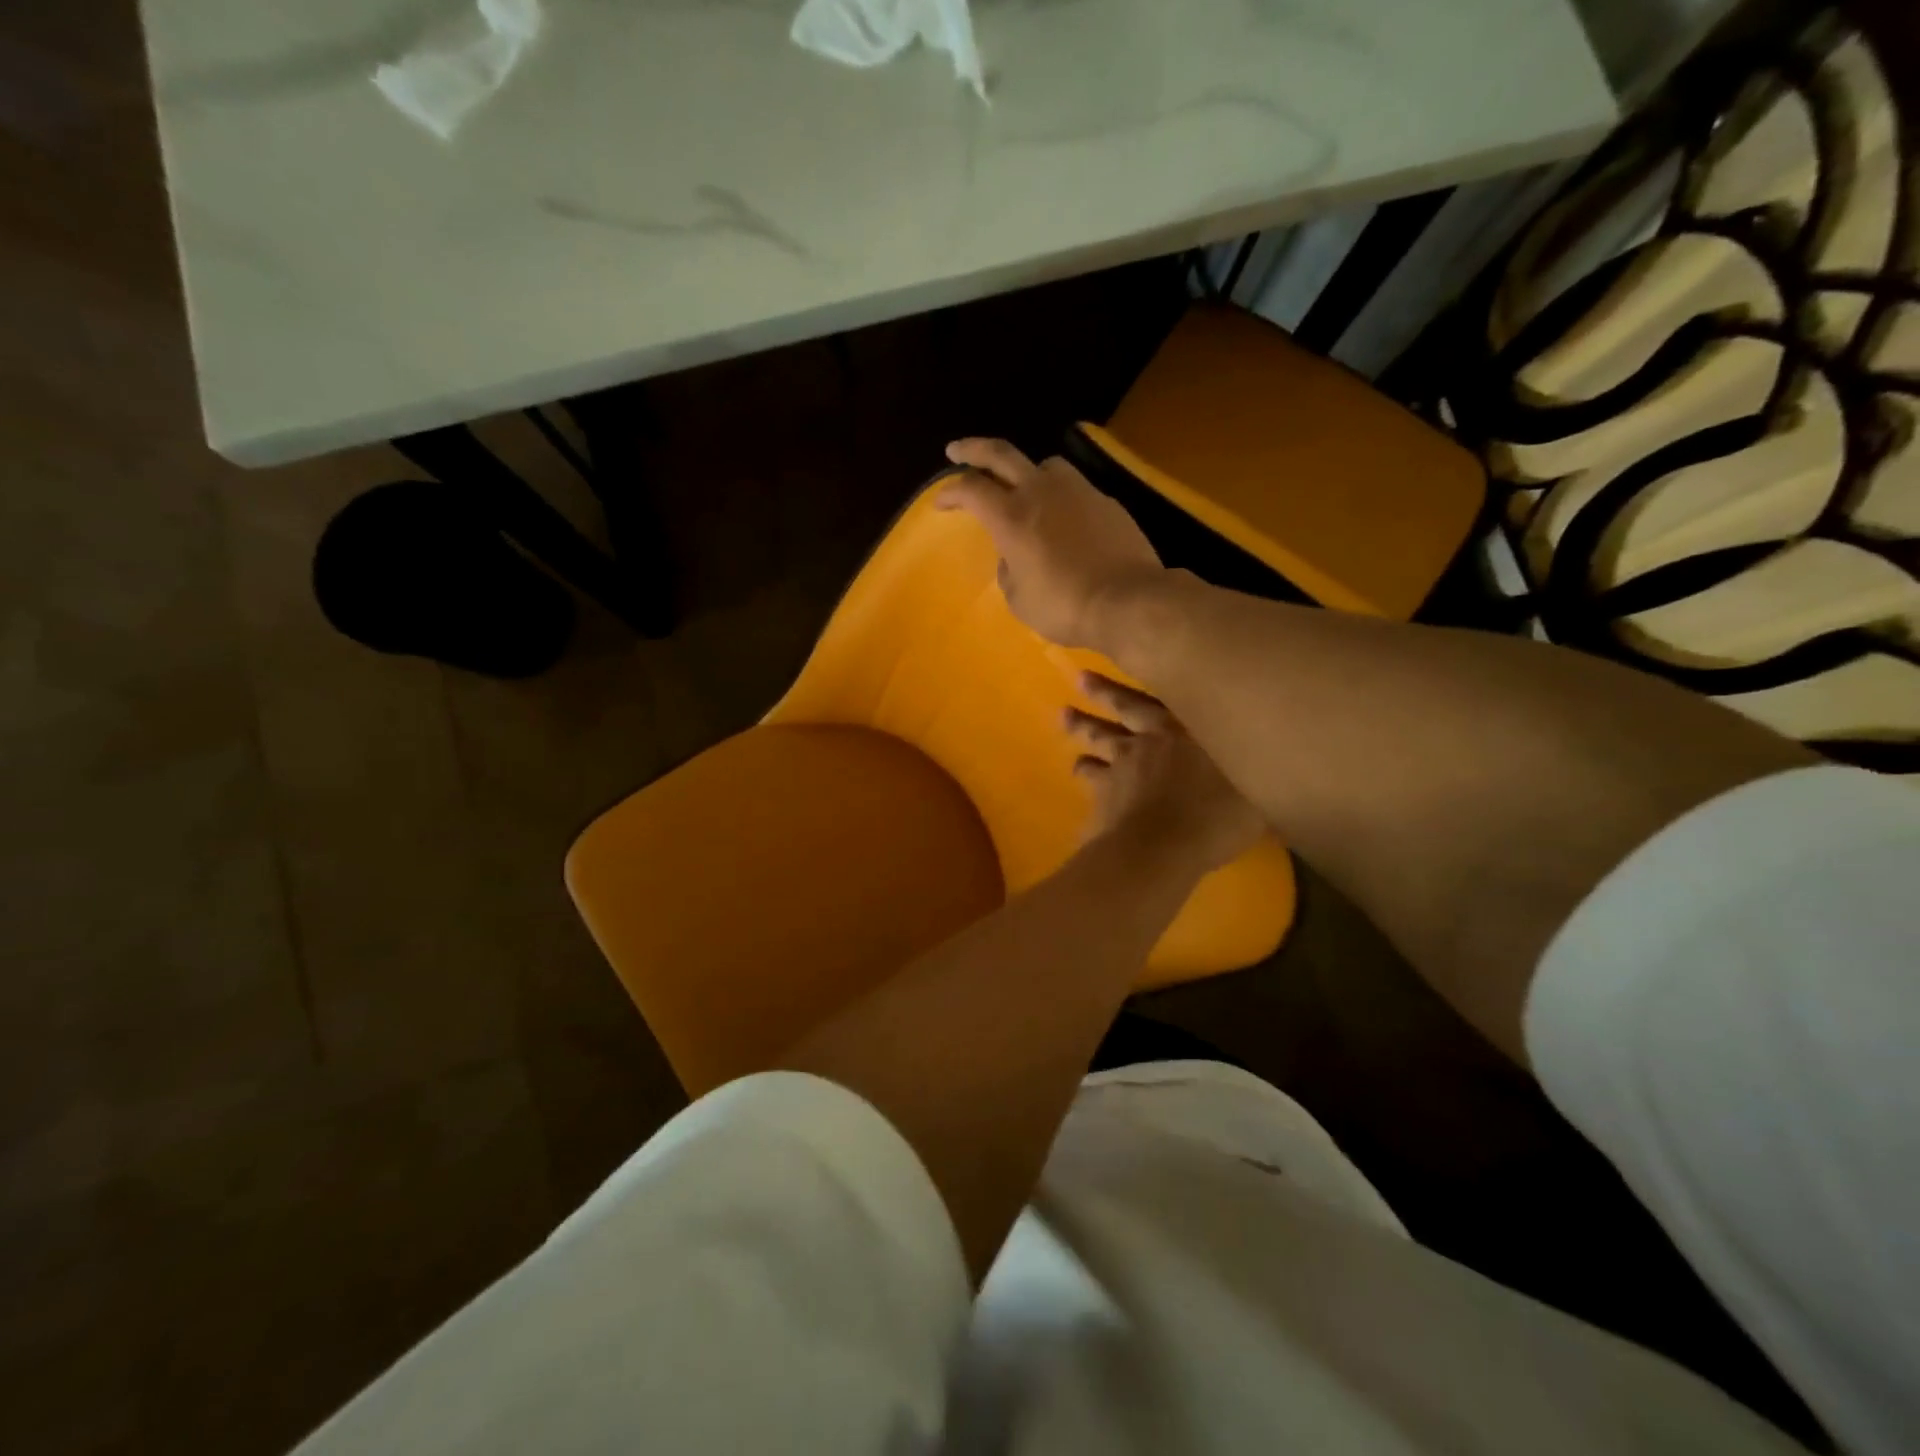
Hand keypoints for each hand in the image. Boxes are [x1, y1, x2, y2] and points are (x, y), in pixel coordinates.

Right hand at [937, 438, 1163, 648]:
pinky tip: (1064, 517)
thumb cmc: (1064, 606)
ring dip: (1026, 470)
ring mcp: (1077, 491)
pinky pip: (1075, 488)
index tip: (940, 502)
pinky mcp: (1105, 501)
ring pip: (1045, 464)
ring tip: (1023, 486)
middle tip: (958, 450)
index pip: (971, 489)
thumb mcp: (1020, 599)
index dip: (950, 492)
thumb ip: (1009, 571)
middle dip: (973, 449)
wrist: (1127, 600)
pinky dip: (1060, 496)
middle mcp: (1040, 492)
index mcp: (1011, 517)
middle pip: (1001, 454)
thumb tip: (1013, 557)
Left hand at [1065, 672, 1264, 873]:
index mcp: (1190, 728)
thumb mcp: (1256, 794)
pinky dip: (1083, 769)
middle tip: (1080, 676)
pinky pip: (1089, 774)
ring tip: (1065, 714)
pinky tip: (1076, 766)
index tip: (1135, 658)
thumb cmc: (1217, 817)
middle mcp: (1152, 737)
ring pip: (1099, 736)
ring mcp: (1123, 763)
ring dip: (1082, 725)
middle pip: (1123, 707)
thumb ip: (1254, 774)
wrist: (1163, 848)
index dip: (1152, 677)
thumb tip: (1268, 763)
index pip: (1168, 695)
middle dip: (1103, 691)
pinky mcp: (1103, 789)